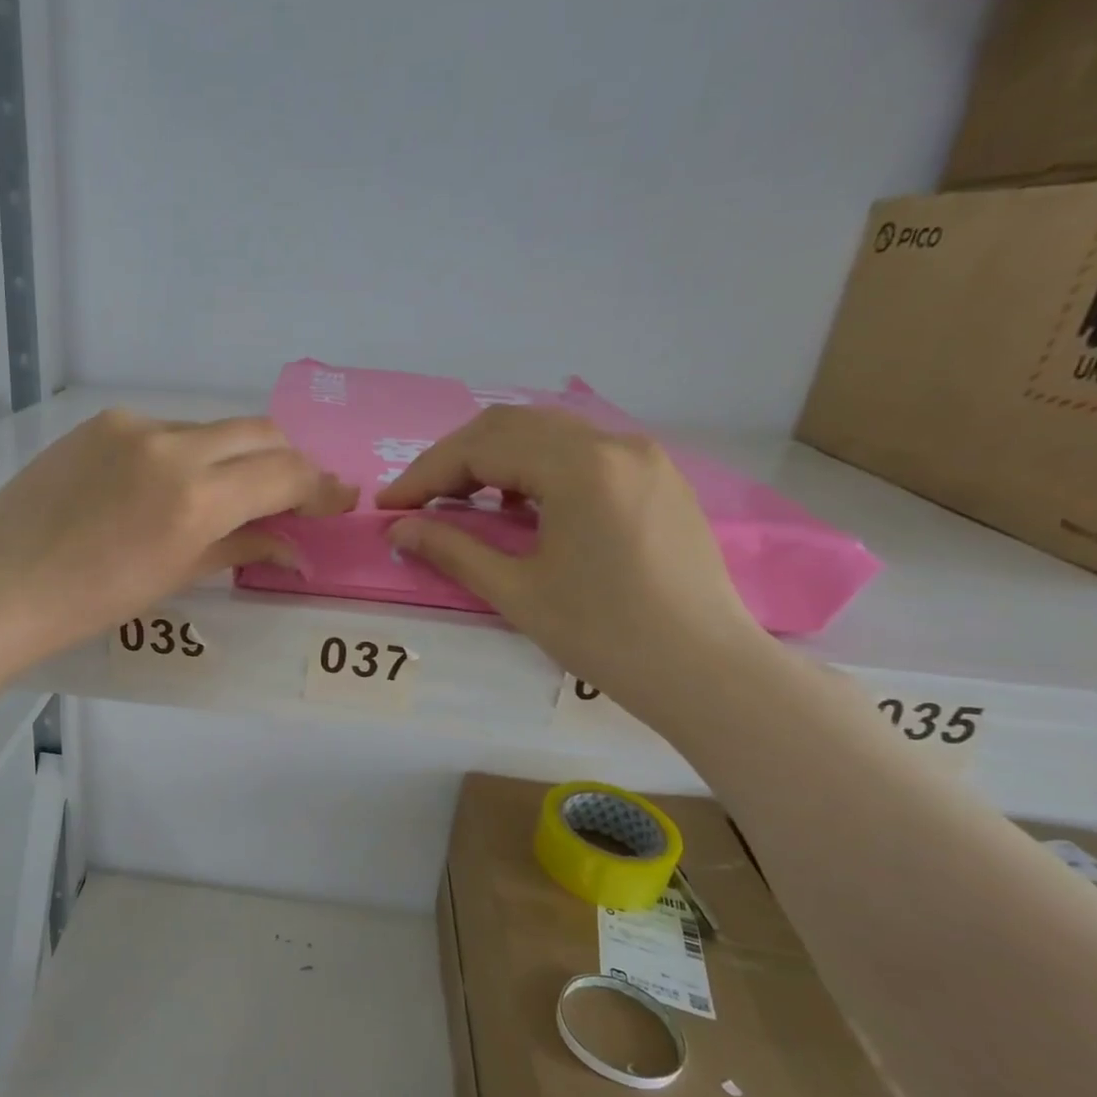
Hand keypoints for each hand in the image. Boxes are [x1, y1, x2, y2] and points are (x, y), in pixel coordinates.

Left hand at [0, 408, 354, 711]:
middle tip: (297, 493)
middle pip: (259, 433)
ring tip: (233, 493)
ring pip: (212, 429)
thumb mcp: (173, 577)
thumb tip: (291, 546)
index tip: (340, 499)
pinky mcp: (101, 422)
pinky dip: (190, 453)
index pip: (283, 474)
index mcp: (194, 497)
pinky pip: (166, 430)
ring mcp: (133, 426)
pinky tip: (172, 485)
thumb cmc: (89, 601)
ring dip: (237, 457)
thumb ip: (239, 548)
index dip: (320, 487)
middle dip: (288, 461)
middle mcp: (172, 446)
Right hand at [376, 405, 765, 727]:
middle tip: (419, 501)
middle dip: (455, 459)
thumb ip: (453, 550)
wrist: (706, 670)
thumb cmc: (606, 636)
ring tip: (461, 503)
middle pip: (511, 426)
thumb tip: (398, 528)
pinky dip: (535, 468)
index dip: (426, 473)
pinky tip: (520, 507)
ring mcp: (641, 456)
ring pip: (547, 433)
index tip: (390, 506)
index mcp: (580, 468)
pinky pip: (581, 451)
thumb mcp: (518, 593)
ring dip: (494, 459)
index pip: (482, 447)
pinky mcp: (656, 476)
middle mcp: (613, 444)